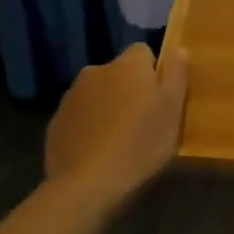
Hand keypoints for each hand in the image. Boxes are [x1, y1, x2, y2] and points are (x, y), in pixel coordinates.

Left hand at [45, 43, 189, 208]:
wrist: (87, 185)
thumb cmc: (140, 144)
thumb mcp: (173, 110)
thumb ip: (177, 74)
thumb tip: (178, 49)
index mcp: (128, 64)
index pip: (144, 52)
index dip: (154, 72)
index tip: (161, 98)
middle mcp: (96, 70)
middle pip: (119, 73)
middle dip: (130, 89)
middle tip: (143, 121)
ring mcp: (72, 95)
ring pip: (98, 93)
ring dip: (108, 106)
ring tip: (119, 139)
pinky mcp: (56, 121)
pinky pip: (80, 116)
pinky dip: (89, 126)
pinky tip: (97, 151)